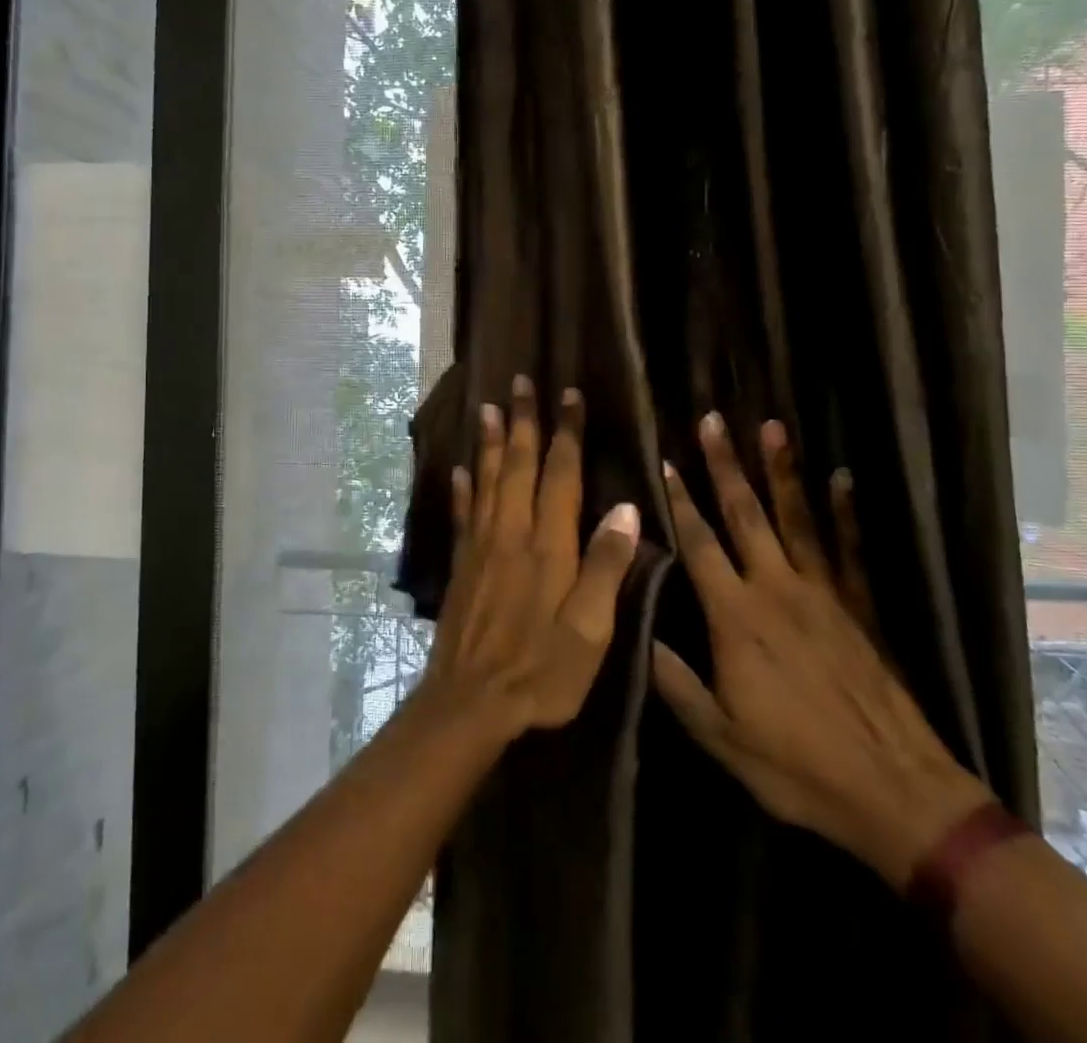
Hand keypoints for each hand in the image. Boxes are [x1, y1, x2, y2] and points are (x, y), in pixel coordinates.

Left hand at [421, 376, 642, 742]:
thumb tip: (626, 508)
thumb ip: (606, 567)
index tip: (569, 395)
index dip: (566, 433)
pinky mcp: (462, 567)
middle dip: (524, 422)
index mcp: (547, 545)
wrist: (470, 705)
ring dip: (491, 443)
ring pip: (487, 481)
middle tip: (520, 382)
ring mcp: (481, 548)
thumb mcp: (590, 630)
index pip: (559, 475)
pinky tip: (460, 470)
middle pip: (518, 466)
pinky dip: (462, 489)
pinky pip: (463, 515)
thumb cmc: (541, 672)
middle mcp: (511, 533)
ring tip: (489, 408)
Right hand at [651, 414, 994, 887]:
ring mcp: (823, 592)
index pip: (699, 544)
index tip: (666, 460)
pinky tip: (841, 478)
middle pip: (745, 514)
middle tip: (712, 420)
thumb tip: (638, 635)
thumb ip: (676, 683)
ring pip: (796, 518)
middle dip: (725, 464)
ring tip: (772, 428)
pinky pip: (848, 549)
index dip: (679, 501)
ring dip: (781, 471)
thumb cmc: (797, 767)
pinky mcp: (859, 606)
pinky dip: (844, 511)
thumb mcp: (721, 737)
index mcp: (736, 617)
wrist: (895, 792)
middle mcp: (776, 589)